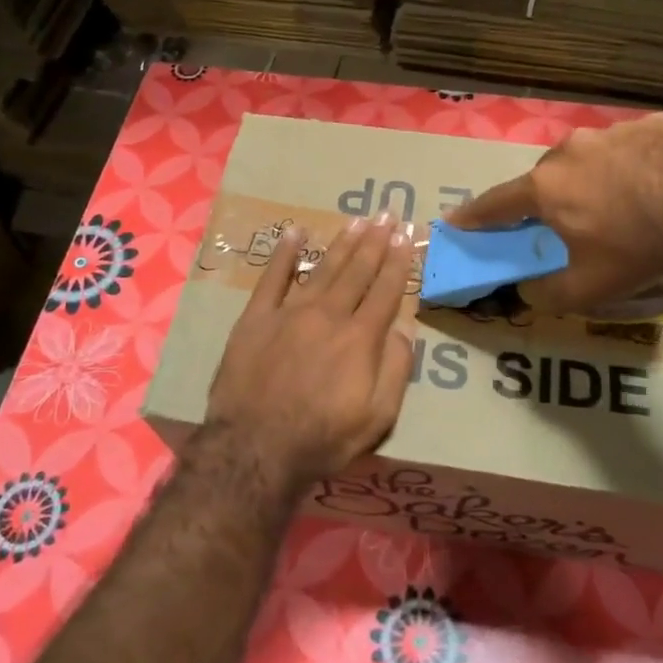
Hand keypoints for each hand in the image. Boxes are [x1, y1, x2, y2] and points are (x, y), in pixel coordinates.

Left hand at [206, 214, 416, 487]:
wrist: (255, 449)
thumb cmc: (322, 438)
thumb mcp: (377, 417)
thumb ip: (396, 370)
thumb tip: (404, 330)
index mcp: (360, 337)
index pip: (386, 290)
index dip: (399, 261)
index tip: (407, 235)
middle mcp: (329, 315)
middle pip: (357, 271)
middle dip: (376, 241)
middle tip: (388, 213)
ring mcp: (290, 313)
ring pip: (323, 268)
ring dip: (343, 243)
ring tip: (358, 220)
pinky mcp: (256, 318)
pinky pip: (272, 278)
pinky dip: (284, 253)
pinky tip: (295, 233)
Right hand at [449, 113, 662, 313]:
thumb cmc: (636, 253)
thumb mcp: (584, 289)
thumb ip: (543, 293)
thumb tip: (525, 290)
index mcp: (547, 186)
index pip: (497, 203)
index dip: (474, 216)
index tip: (455, 221)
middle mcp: (571, 150)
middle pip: (548, 176)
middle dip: (551, 198)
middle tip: (572, 221)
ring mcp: (614, 131)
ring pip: (591, 156)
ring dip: (596, 177)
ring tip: (626, 204)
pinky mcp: (655, 124)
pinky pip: (634, 146)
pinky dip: (637, 164)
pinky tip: (660, 185)